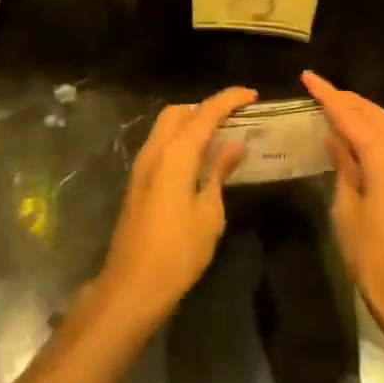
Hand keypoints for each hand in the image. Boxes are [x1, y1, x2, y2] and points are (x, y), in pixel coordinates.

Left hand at [95, 87, 256, 331]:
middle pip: (179, 112)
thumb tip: (233, 145)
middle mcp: (155, 150)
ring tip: (220, 137)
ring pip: (166, 128)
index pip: (205, 112)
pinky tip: (198, 161)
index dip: (229, 99)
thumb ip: (218, 172)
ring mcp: (141, 166)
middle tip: (234, 118)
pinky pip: (161, 146)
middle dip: (205, 107)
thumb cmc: (178, 252)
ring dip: (191, 124)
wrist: (131, 287)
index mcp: (175, 153)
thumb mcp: (209, 213)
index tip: (252, 95)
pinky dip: (180, 141)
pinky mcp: (137, 183)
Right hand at [303, 71, 383, 358]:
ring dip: (360, 113)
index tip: (307, 77)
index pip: (351, 116)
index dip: (327, 95)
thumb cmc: (376, 260)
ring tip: (332, 107)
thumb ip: (343, 169)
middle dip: (346, 99)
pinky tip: (354, 137)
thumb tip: (335, 140)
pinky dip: (371, 131)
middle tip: (317, 90)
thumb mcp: (348, 213)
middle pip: (373, 114)